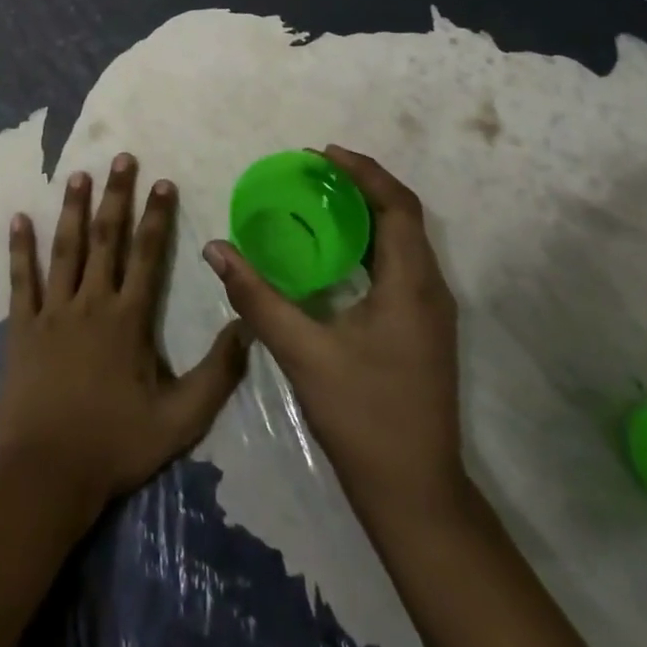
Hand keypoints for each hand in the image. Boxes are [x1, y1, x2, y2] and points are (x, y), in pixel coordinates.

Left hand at [0, 155, 248, 514]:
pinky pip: (20, 281)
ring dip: (72, 209)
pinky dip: (20, 249)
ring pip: (64, 249)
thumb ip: (217, 373)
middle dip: (116, 196)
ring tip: (78, 174)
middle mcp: (91, 303)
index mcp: (128, 320)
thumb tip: (245, 326)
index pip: (147, 255)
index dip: (156, 216)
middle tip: (121, 158)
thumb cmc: (116, 445)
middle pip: (106, 239)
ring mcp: (52, 312)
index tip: (162, 181)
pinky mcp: (21, 328)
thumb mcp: (181, 420)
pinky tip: (18, 219)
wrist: (49, 475)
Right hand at [203, 145, 466, 533]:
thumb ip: (257, 297)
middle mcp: (430, 288)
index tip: (321, 154)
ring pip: (401, 240)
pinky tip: (330, 253)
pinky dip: (366, 243)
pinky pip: (397, 264)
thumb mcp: (303, 352)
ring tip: (317, 199)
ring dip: (364, 213)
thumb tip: (216, 249)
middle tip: (312, 171)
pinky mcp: (421, 328)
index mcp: (412, 285)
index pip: (397, 206)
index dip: (363, 172)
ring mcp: (430, 310)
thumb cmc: (363, 417)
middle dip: (360, 185)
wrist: (415, 492)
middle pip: (401, 216)